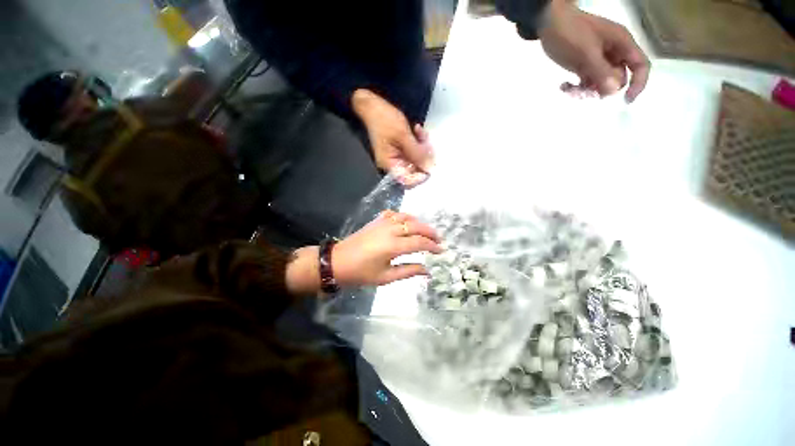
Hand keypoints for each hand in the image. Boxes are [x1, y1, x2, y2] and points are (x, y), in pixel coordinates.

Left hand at [334, 210, 441, 286]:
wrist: (337, 262)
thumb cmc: (361, 273)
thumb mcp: (386, 277)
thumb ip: (408, 271)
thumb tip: (427, 271)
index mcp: (393, 246)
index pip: (419, 242)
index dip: (433, 246)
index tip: (441, 250)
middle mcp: (390, 230)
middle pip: (416, 226)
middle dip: (430, 232)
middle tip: (439, 239)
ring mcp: (382, 223)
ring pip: (407, 217)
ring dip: (419, 223)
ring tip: (426, 232)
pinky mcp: (376, 220)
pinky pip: (395, 214)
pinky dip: (404, 217)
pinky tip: (407, 223)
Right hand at [352, 89, 433, 186]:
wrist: (372, 105)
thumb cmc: (384, 119)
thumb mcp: (402, 136)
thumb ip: (417, 153)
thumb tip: (429, 168)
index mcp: (389, 164)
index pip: (406, 180)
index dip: (420, 177)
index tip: (430, 167)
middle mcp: (393, 164)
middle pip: (413, 170)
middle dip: (423, 157)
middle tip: (427, 143)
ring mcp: (397, 156)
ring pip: (416, 160)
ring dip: (422, 147)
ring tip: (421, 133)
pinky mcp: (401, 149)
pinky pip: (414, 151)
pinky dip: (418, 142)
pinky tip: (417, 130)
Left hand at [538, 1, 649, 102]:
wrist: (549, 23)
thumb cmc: (571, 33)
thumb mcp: (587, 52)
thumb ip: (601, 71)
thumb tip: (614, 90)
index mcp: (621, 44)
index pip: (640, 65)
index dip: (638, 83)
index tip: (627, 100)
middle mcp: (613, 53)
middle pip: (618, 79)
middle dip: (603, 89)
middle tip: (584, 92)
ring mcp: (598, 60)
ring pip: (601, 83)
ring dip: (587, 91)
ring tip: (570, 89)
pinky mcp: (583, 66)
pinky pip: (586, 82)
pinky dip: (577, 87)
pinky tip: (564, 86)